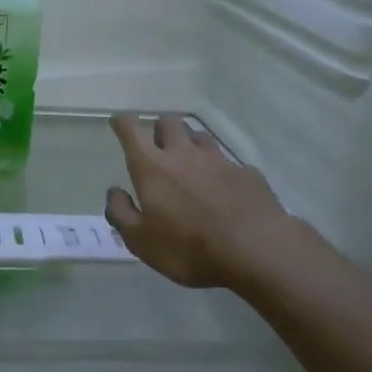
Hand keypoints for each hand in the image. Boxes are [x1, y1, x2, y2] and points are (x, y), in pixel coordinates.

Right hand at [104, 114, 294, 290]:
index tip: (119, 124)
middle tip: (158, 148)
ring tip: (190, 165)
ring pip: (199, 136)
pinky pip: (227, 162)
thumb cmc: (189, 248)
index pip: (131, 129)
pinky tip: (224, 191)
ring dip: (189, 144)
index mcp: (153, 167)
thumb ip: (121, 213)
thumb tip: (114, 191)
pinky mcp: (246, 172)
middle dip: (159, 128)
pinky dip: (219, 171)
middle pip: (169, 122)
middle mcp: (183, 153)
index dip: (122, 122)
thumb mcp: (141, 241)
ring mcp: (218, 160)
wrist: (256, 250)